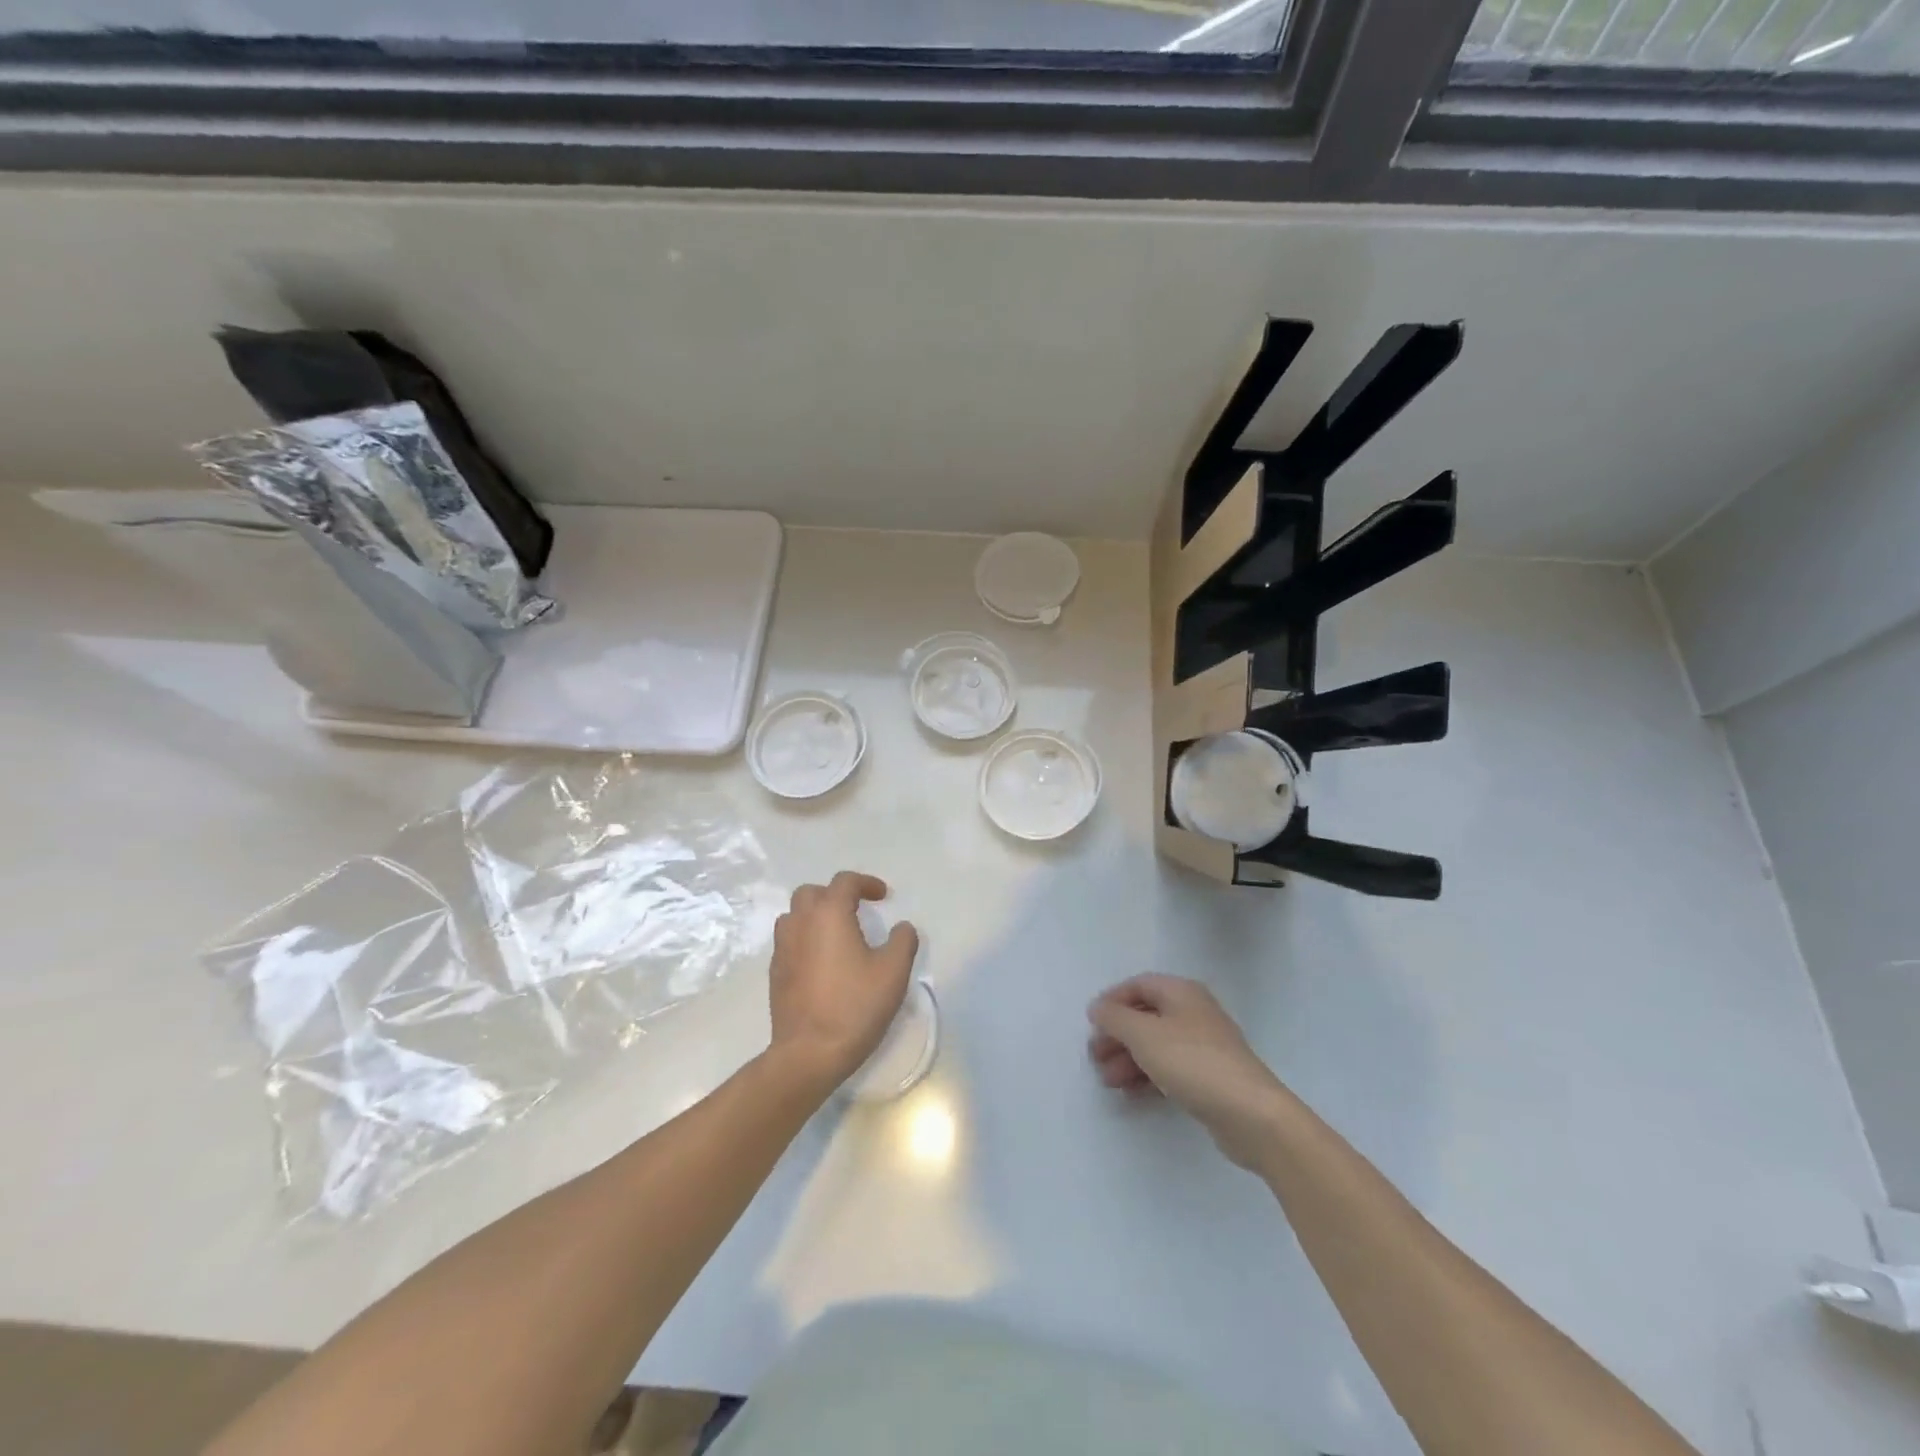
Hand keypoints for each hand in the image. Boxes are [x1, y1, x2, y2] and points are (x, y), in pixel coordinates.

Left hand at [767, 872, 918, 1090]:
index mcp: (829, 914)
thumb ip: (903, 941)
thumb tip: (901, 927)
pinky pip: (789, 940)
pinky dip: (805, 938)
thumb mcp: (893, 972)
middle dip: (835, 894)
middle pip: (812, 892)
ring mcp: (782, 948)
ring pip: (795, 915)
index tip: (883, 896)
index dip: (866, 883)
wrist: (809, 1053)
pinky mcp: (775, 972)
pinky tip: (822, 961)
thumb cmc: (854, 1006)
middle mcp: (800, 923)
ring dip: (815, 915)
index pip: (845, 882)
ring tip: (837, 933)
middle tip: (857, 910)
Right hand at [1088, 974, 1290, 1169]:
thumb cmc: (1192, 1062)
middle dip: (1117, 1035)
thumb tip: (1097, 1007)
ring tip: (1108, 1081)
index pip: (1138, 985)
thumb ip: (1115, 1017)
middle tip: (1095, 1058)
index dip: (1112, 1000)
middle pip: (1146, 1016)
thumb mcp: (1143, 1035)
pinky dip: (1148, 1075)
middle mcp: (1194, 1012)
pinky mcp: (1210, 1077)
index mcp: (1181, 992)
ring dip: (1129, 1059)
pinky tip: (1131, 1093)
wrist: (1251, 1114)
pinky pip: (1170, 1068)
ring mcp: (1204, 1045)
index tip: (1091, 1024)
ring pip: (1156, 1044)